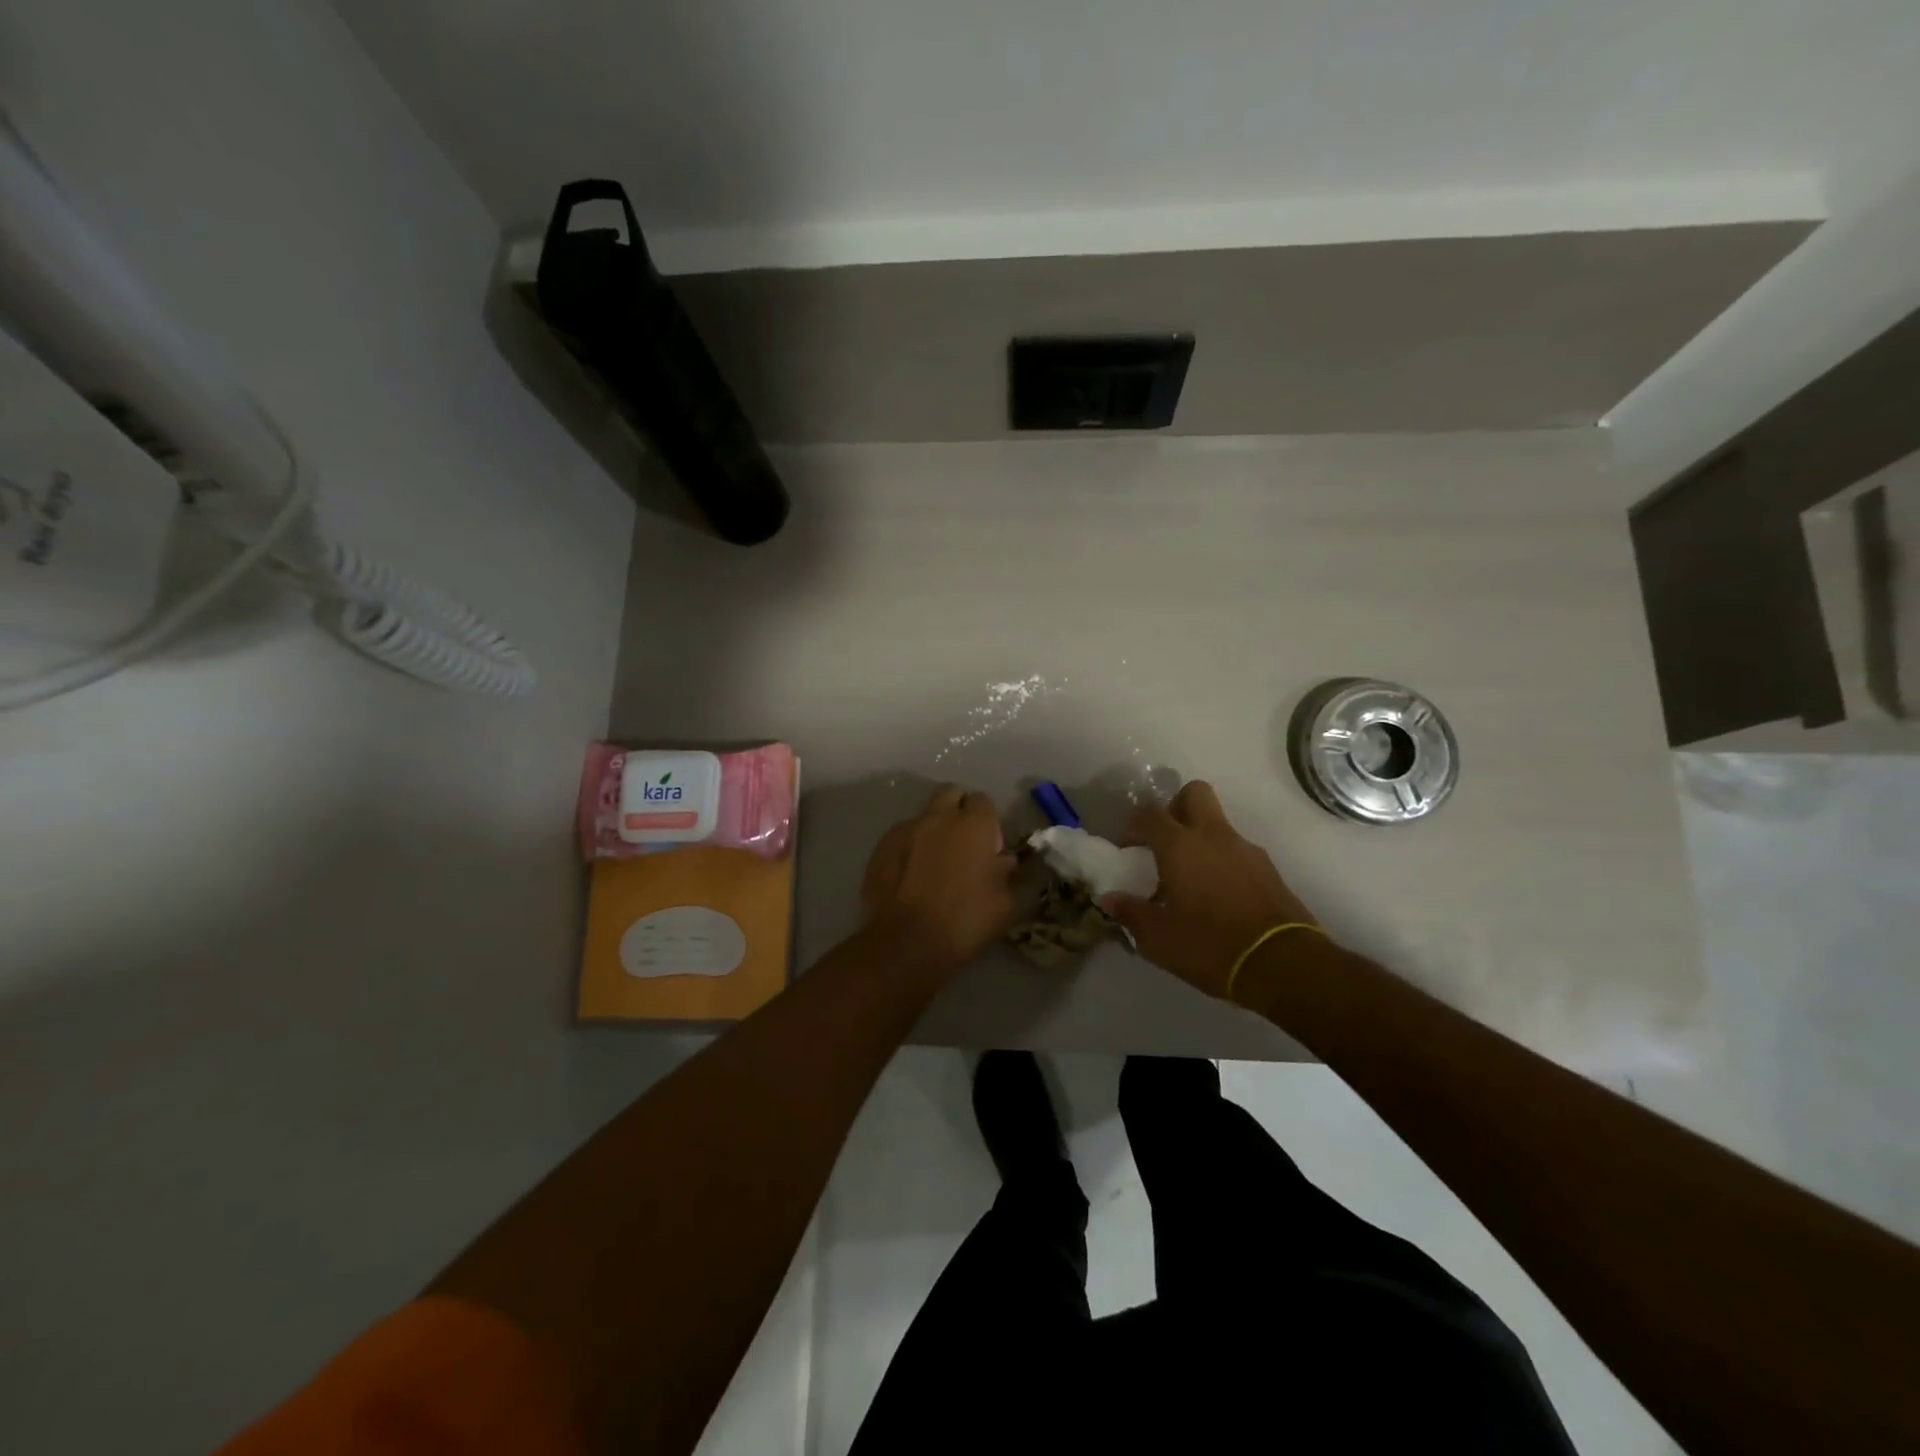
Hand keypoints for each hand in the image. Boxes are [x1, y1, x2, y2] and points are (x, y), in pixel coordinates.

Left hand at [861, 785, 1016, 975]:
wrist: (906, 944)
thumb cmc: (965, 923)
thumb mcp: (1007, 905)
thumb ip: (1010, 876)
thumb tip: (1004, 861)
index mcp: (974, 825)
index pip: (984, 801)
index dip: (988, 822)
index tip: (989, 847)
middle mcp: (939, 817)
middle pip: (951, 793)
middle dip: (959, 809)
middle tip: (963, 843)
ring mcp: (906, 829)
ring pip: (924, 815)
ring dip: (933, 829)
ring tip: (935, 863)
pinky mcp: (881, 847)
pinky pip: (901, 836)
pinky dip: (910, 847)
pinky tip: (911, 875)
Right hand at [1102, 780, 1319, 999]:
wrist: (1284, 964)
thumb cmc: (1210, 946)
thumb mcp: (1158, 938)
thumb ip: (1131, 913)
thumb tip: (1111, 899)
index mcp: (1181, 846)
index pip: (1149, 814)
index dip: (1132, 825)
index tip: (1126, 849)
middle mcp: (1214, 836)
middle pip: (1193, 793)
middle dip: (1175, 807)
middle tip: (1163, 842)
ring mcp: (1246, 850)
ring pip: (1218, 824)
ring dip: (1200, 839)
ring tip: (1189, 881)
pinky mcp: (1269, 870)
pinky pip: (1237, 851)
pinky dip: (1222, 862)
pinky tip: (1216, 897)